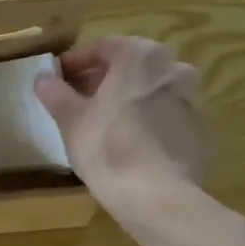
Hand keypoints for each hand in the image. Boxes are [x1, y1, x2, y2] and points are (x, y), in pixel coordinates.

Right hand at [34, 36, 209, 221]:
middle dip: (101, 79)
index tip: (56, 80)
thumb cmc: (108, 149)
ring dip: (126, 98)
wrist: (158, 197)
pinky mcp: (201, 128)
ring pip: (150, 89)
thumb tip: (43, 78)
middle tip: (77, 100)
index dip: (74, 63)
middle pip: (129, 66)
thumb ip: (55, 92)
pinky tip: (130, 142)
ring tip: (102, 122)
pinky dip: (147, 119)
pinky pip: (166, 114)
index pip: (101, 48)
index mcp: (140, 55)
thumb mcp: (71, 120)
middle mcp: (173, 66)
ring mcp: (193, 97)